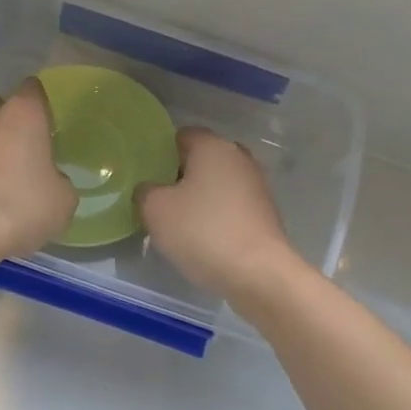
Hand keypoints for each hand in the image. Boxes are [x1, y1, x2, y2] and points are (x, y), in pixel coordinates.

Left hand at [0, 79, 76, 261]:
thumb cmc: (24, 206)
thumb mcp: (63, 200)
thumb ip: (60, 183)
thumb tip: (51, 182)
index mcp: (23, 115)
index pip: (32, 89)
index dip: (41, 104)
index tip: (49, 124)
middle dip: (5, 118)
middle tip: (22, 145)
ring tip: (4, 178)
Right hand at [138, 128, 302, 298]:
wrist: (258, 273)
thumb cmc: (202, 232)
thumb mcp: (155, 210)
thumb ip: (145, 192)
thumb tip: (150, 190)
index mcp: (213, 146)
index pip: (181, 136)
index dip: (161, 153)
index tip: (147, 177)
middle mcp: (239, 157)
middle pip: (202, 160)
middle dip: (181, 176)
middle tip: (159, 201)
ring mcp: (257, 186)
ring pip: (218, 184)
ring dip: (200, 199)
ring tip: (179, 224)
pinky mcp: (265, 214)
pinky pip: (232, 207)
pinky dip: (217, 217)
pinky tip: (204, 239)